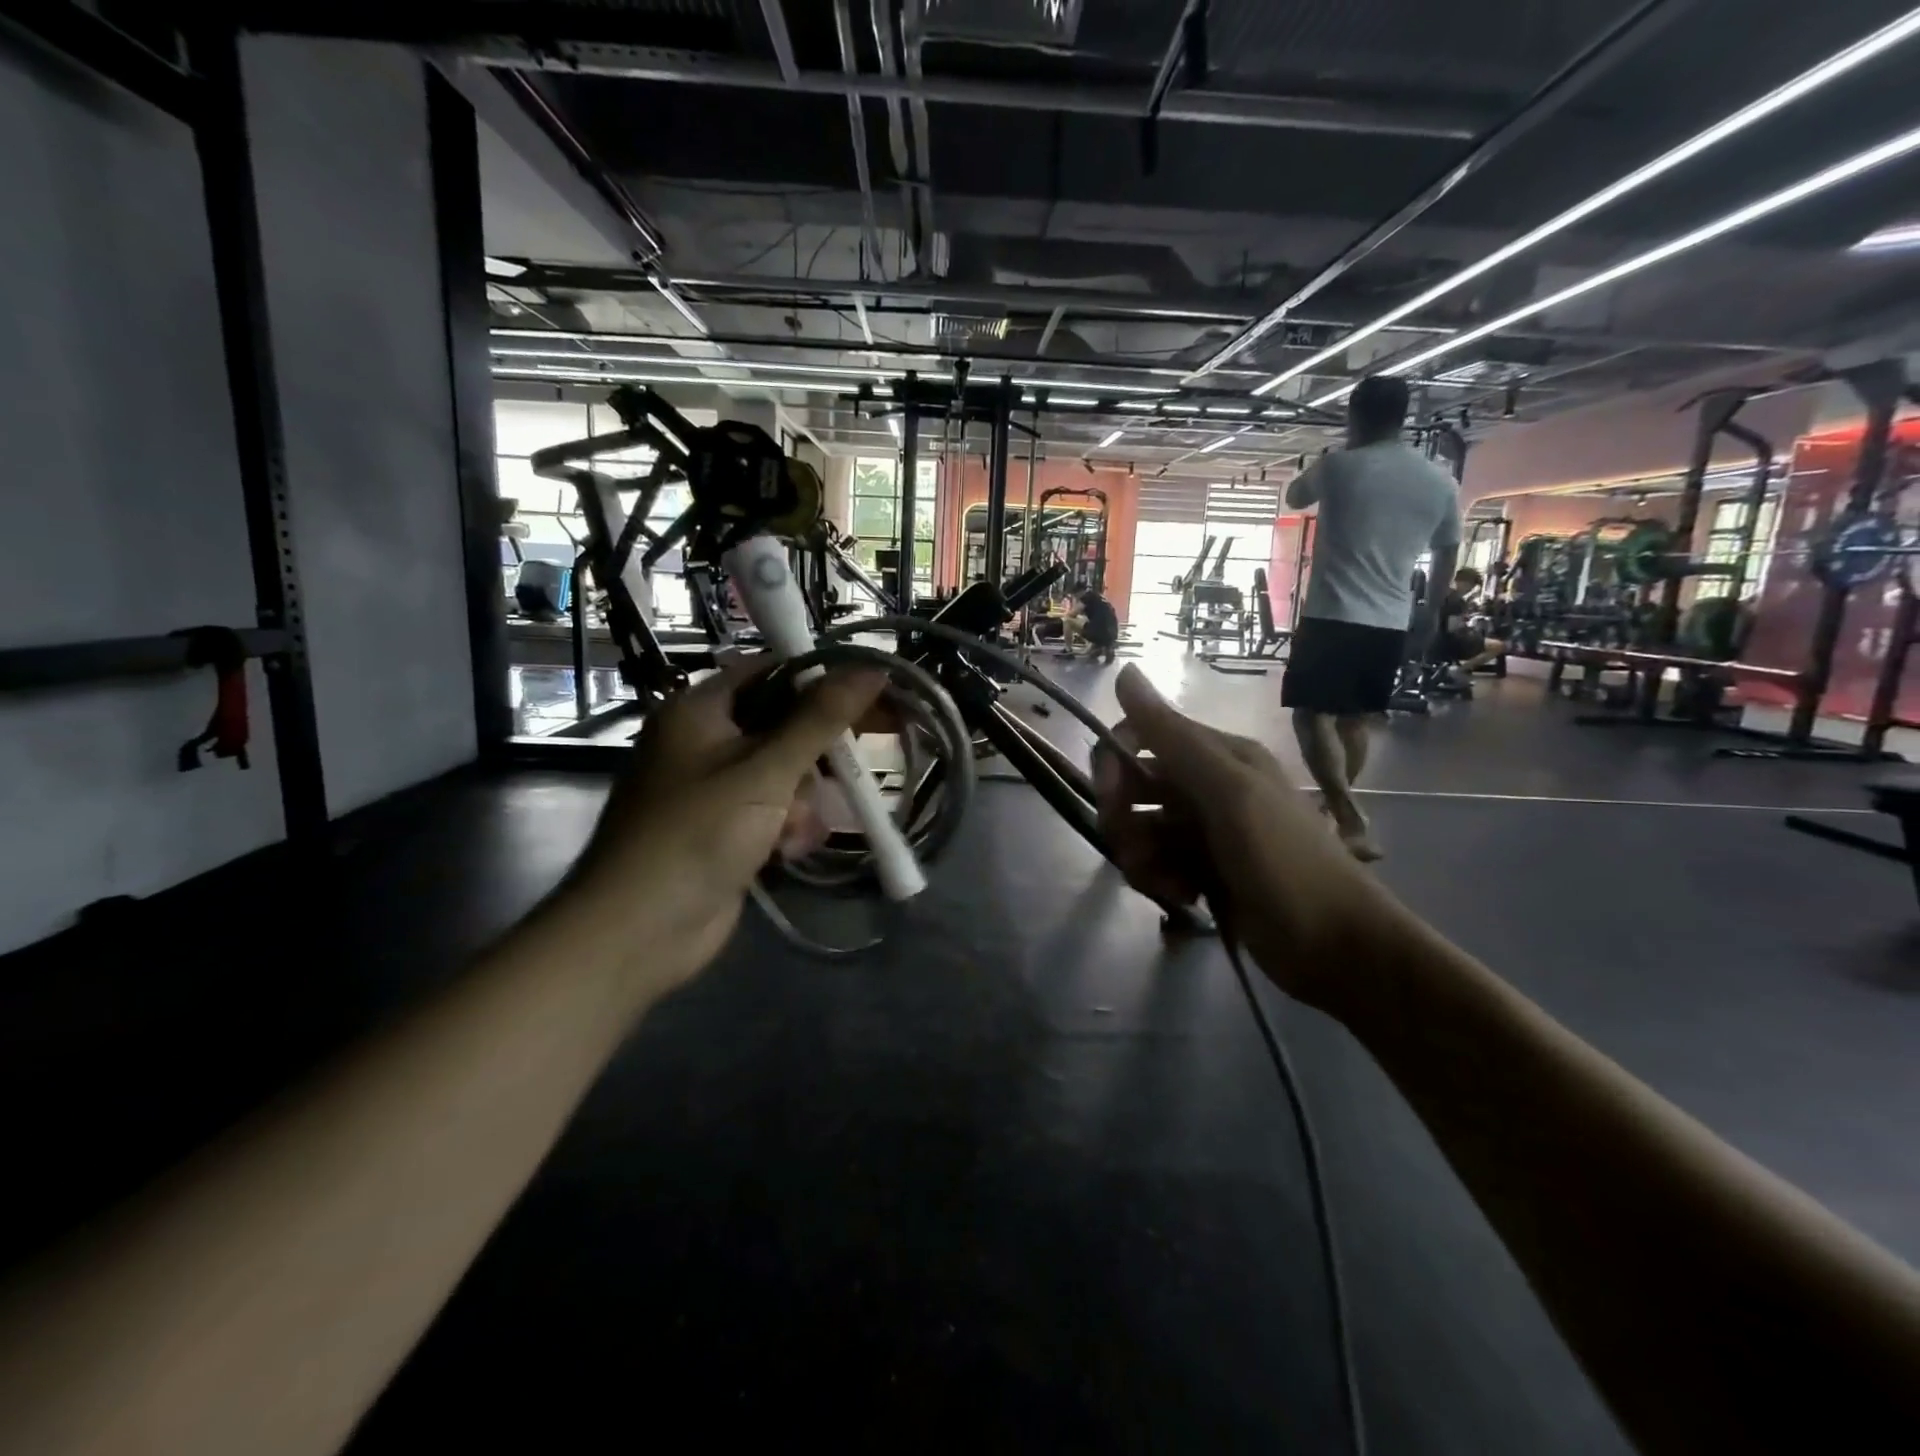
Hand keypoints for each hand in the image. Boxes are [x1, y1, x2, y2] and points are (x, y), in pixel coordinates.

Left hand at [567, 656, 883, 985]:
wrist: (638, 931)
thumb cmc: (697, 833)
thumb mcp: (765, 769)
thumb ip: (821, 718)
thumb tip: (873, 667)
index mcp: (700, 710)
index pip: (772, 671)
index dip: (823, 677)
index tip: (874, 691)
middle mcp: (705, 742)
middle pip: (783, 725)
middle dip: (818, 752)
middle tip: (863, 758)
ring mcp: (715, 789)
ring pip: (786, 774)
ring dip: (803, 800)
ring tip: (797, 828)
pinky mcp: (726, 830)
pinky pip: (775, 812)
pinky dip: (788, 828)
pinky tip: (788, 852)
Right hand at [1091, 665, 1397, 1011]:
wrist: (1336, 946)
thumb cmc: (1285, 860)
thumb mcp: (1228, 791)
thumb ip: (1173, 736)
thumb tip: (1124, 671)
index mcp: (1218, 756)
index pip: (1142, 737)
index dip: (1115, 762)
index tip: (1109, 798)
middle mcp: (1207, 786)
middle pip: (1135, 787)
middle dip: (1124, 819)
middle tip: (1136, 852)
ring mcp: (1204, 831)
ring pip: (1141, 830)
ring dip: (1141, 857)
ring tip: (1169, 884)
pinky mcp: (1203, 871)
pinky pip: (1157, 863)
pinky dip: (1159, 880)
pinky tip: (1185, 898)